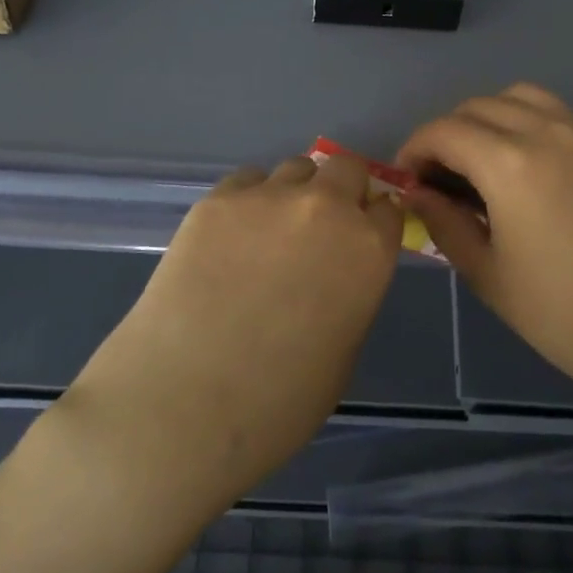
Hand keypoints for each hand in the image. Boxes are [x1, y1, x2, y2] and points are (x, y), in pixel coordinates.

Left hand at [61, 153, 402, 510]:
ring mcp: (268, 198)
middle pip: (347, 169)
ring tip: (268, 236)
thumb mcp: (343, 353)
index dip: (375, 223)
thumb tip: (336, 274)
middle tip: (320, 229)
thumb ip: (351, 294)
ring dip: (294, 193)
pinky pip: (246, 183)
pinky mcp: (217, 200)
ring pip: (295, 169)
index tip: (362, 238)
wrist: (184, 403)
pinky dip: (248, 202)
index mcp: (367, 250)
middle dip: (343, 191)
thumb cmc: (278, 402)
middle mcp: (325, 208)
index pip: (389, 211)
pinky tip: (228, 241)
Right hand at [397, 84, 572, 418]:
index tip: (407, 180)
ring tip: (484, 164)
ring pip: (522, 98)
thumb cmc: (570, 318)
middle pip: (479, 106)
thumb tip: (417, 193)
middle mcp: (548, 132)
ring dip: (489, 119)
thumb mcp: (491, 277)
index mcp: (511, 163)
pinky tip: (533, 175)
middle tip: (440, 179)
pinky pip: (559, 117)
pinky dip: (529, 126)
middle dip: (447, 134)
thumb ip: (445, 225)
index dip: (414, 149)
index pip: (444, 131)